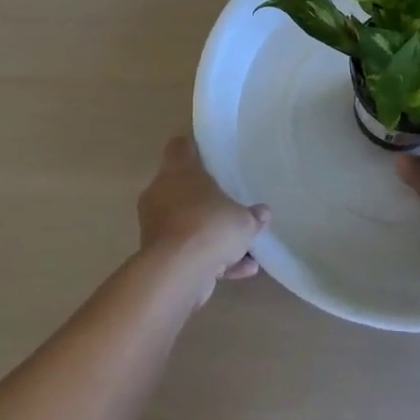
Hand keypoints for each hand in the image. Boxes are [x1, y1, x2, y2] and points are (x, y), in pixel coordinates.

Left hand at [137, 136, 269, 301]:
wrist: (177, 272)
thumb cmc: (210, 227)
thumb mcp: (244, 220)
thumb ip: (253, 216)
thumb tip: (262, 213)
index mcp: (178, 172)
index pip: (180, 147)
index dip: (193, 149)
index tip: (210, 156)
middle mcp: (161, 193)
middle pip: (182, 188)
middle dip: (205, 199)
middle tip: (229, 206)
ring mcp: (157, 225)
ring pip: (186, 223)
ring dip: (211, 235)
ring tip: (244, 249)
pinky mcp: (157, 256)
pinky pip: (188, 251)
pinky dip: (210, 259)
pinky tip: (242, 270)